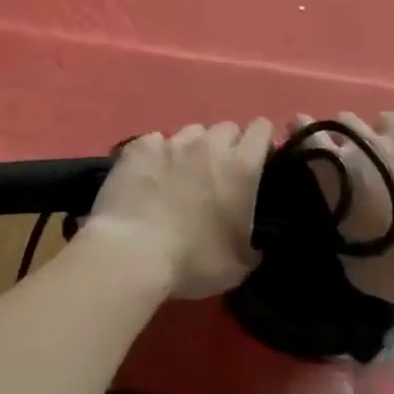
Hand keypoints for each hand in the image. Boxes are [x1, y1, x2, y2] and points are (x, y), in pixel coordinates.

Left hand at [84, 120, 271, 299]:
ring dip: (193, 149)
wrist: (131, 253)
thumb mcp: (239, 265)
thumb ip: (254, 241)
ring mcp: (171, 142)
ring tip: (181, 175)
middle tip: (217, 176)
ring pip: (191, 132)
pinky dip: (157, 155)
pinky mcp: (139, 147)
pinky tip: (149, 176)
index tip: (257, 161)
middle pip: (226, 128)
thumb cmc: (192, 261)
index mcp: (240, 167)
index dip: (261, 142)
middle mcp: (209, 146)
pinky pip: (155, 141)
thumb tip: (254, 239)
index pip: (261, 129)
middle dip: (226, 146)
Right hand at [291, 112, 393, 308]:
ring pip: (385, 120)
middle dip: (349, 138)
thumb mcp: (353, 262)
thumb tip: (339, 217)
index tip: (305, 140)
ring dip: (386, 136)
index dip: (302, 133)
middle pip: (345, 120)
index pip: (307, 135)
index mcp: (338, 172)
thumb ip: (339, 228)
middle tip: (362, 163)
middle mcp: (366, 143)